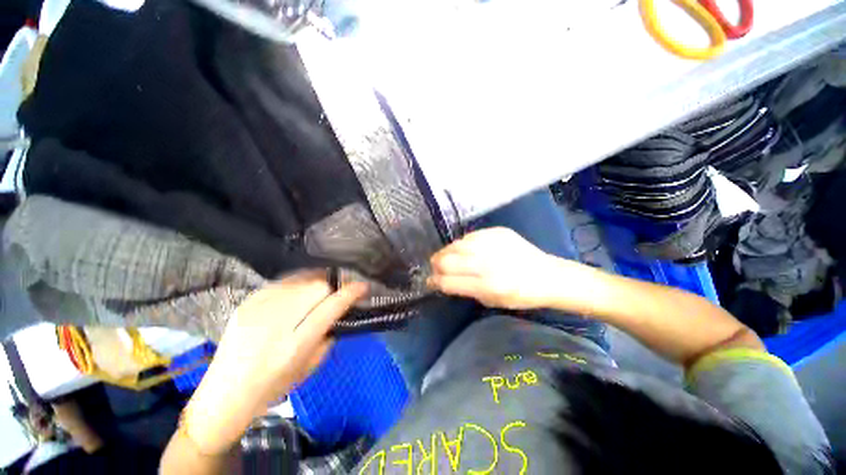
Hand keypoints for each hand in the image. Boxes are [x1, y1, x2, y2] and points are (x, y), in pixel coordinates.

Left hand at [183, 271, 367, 453]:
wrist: (224, 394)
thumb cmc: (273, 387)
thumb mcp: (310, 367)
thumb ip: (328, 334)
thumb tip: (339, 309)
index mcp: (294, 345)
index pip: (330, 306)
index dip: (351, 292)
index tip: (363, 286)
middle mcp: (275, 322)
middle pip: (317, 286)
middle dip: (334, 286)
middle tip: (339, 291)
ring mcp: (258, 308)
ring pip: (301, 279)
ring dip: (317, 281)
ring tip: (321, 290)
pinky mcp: (247, 301)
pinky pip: (283, 282)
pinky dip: (298, 283)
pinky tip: (299, 292)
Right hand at [428, 227, 568, 308]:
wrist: (548, 275)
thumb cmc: (520, 295)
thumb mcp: (491, 301)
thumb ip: (465, 290)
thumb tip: (442, 280)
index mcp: (488, 285)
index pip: (448, 282)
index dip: (434, 282)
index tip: (430, 281)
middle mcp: (488, 263)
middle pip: (447, 261)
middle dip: (436, 265)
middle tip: (436, 268)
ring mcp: (492, 243)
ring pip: (455, 245)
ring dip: (446, 253)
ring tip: (446, 257)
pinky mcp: (497, 231)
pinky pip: (469, 236)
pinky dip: (462, 245)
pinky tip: (464, 250)